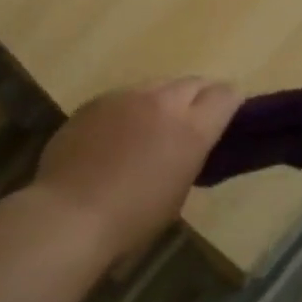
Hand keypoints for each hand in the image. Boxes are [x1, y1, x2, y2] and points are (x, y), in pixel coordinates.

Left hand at [33, 78, 241, 256]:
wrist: (70, 214)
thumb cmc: (132, 218)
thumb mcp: (177, 192)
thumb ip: (188, 156)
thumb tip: (186, 145)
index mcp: (191, 129)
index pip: (225, 95)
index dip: (231, 102)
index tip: (229, 115)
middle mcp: (162, 102)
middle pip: (192, 82)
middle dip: (200, 96)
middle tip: (195, 118)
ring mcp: (125, 97)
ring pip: (156, 85)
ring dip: (163, 100)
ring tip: (154, 125)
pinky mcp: (95, 101)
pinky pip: (124, 97)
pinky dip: (131, 109)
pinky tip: (118, 134)